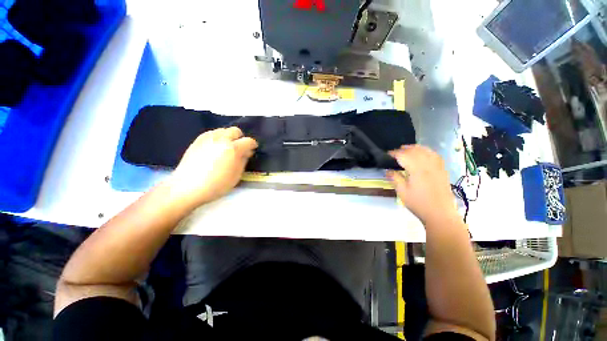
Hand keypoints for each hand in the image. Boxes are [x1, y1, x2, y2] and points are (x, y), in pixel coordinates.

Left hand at [167, 127, 257, 206]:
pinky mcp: (197, 140)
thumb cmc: (216, 185)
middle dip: (240, 138)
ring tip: (226, 148)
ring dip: (229, 137)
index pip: (248, 141)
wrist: (187, 187)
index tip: (252, 150)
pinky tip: (215, 148)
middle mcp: (221, 139)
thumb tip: (246, 152)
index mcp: (233, 149)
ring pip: (223, 130)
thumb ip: (243, 161)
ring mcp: (208, 138)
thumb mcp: (236, 176)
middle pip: (235, 130)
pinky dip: (218, 138)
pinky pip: (212, 133)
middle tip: (239, 148)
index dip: (253, 145)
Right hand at [387, 145, 456, 224]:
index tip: (387, 154)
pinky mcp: (443, 170)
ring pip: (426, 151)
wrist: (440, 214)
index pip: (404, 155)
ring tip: (407, 149)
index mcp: (417, 170)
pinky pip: (435, 155)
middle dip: (404, 149)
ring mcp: (437, 167)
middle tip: (395, 153)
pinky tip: (424, 153)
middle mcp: (428, 165)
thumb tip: (387, 170)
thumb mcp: (402, 192)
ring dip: (415, 148)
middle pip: (415, 151)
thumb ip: (395, 179)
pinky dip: (427, 151)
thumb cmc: (419, 204)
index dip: (394, 153)